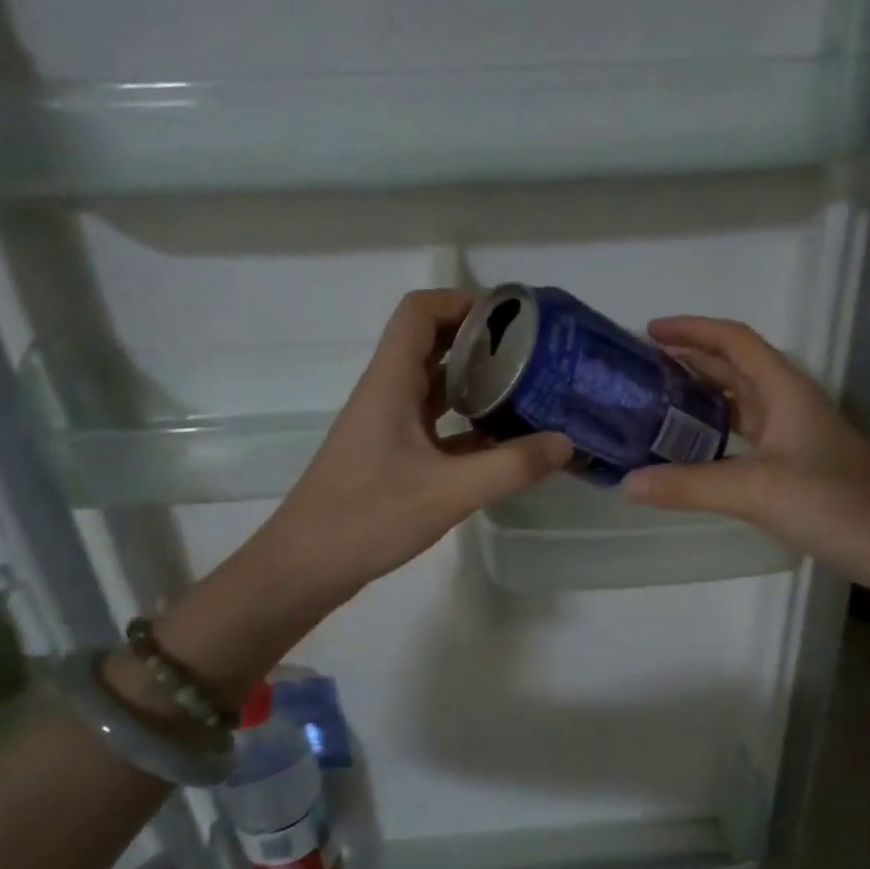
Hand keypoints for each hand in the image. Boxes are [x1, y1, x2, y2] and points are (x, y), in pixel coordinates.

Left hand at [262, 288, 572, 601]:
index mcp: (391, 383)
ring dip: (478, 385)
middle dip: (482, 343)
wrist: (304, 567)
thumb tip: (565, 443)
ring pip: (436, 388)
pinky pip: (436, 426)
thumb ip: (510, 466)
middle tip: (534, 356)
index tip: (512, 318)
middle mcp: (388, 395)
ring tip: (529, 394)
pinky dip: (469, 427)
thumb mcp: (448, 492)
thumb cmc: (367, 517)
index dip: (462, 302)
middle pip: (433, 345)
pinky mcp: (392, 458)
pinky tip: (504, 446)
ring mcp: (388, 428)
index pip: (419, 313)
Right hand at [623, 316, 869, 578]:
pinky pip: (745, 438)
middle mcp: (790, 404)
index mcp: (785, 390)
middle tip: (641, 371)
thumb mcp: (755, 490)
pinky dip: (714, 437)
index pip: (734, 341)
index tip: (649, 332)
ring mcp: (795, 437)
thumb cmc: (834, 503)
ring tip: (654, 406)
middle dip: (689, 362)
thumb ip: (689, 485)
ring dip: (700, 398)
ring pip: (739, 404)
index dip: (692, 329)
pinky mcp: (796, 467)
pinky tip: (691, 453)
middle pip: (734, 368)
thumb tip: (628, 483)